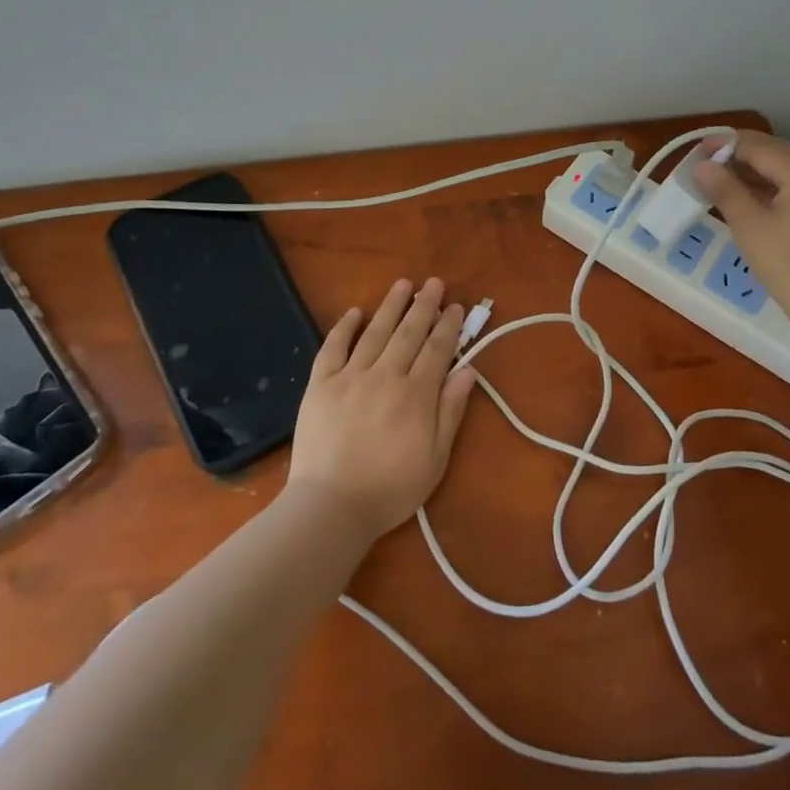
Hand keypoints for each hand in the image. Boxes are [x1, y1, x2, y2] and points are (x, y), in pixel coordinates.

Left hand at [286, 277, 476, 540]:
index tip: (455, 306)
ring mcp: (350, 377)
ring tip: (403, 284)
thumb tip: (469, 370)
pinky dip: (344, 327)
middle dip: (424, 305)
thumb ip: (451, 411)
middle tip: (434, 283)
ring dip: (391, 306)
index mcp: (416, 395)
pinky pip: (333, 347)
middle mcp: (385, 376)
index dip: (448, 326)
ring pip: (375, 332)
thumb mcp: (435, 458)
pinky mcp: (320, 384)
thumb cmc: (390, 489)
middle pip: (409, 333)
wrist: (331, 506)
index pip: (437, 349)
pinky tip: (354, 312)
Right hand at [693, 132, 789, 332]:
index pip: (759, 146)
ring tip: (726, 183)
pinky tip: (757, 200)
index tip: (697, 153)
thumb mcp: (750, 227)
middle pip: (779, 152)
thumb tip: (702, 166)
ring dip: (760, 172)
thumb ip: (725, 190)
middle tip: (708, 168)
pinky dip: (780, 187)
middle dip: (742, 156)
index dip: (725, 146)